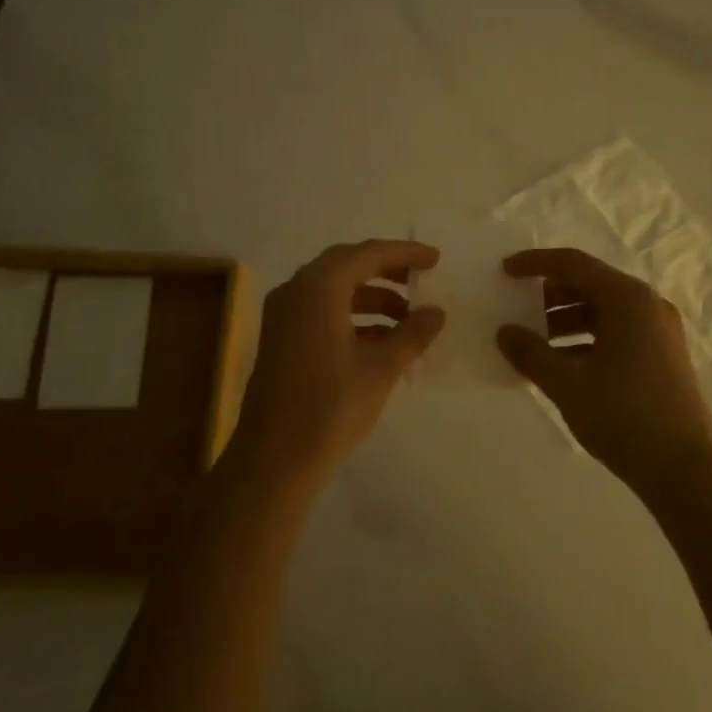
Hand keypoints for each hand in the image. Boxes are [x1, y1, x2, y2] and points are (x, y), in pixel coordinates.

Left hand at [227, 240, 444, 484]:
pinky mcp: (281, 340)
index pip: (367, 254)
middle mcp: (296, 292)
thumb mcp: (381, 368)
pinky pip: (322, 312)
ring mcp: (283, 316)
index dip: (404, 253)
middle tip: (420, 280)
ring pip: (334, 291)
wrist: (275, 457)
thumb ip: (412, 334)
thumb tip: (436, 312)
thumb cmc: (331, 407)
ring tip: (408, 319)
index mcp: (318, 288)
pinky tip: (381, 341)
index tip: (435, 259)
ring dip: (372, 298)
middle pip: (347, 266)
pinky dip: (353, 318)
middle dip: (387, 271)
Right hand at [495, 248, 711, 490]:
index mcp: (628, 299)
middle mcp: (648, 305)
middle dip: (549, 295)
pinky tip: (561, 364)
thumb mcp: (567, 384)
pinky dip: (586, 339)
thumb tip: (504, 332)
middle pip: (590, 285)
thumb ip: (531, 353)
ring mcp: (659, 331)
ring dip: (566, 320)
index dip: (535, 263)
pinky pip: (617, 332)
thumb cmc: (623, 416)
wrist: (683, 468)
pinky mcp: (663, 355)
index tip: (505, 271)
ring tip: (534, 343)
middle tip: (517, 310)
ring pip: (604, 311)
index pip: (574, 264)